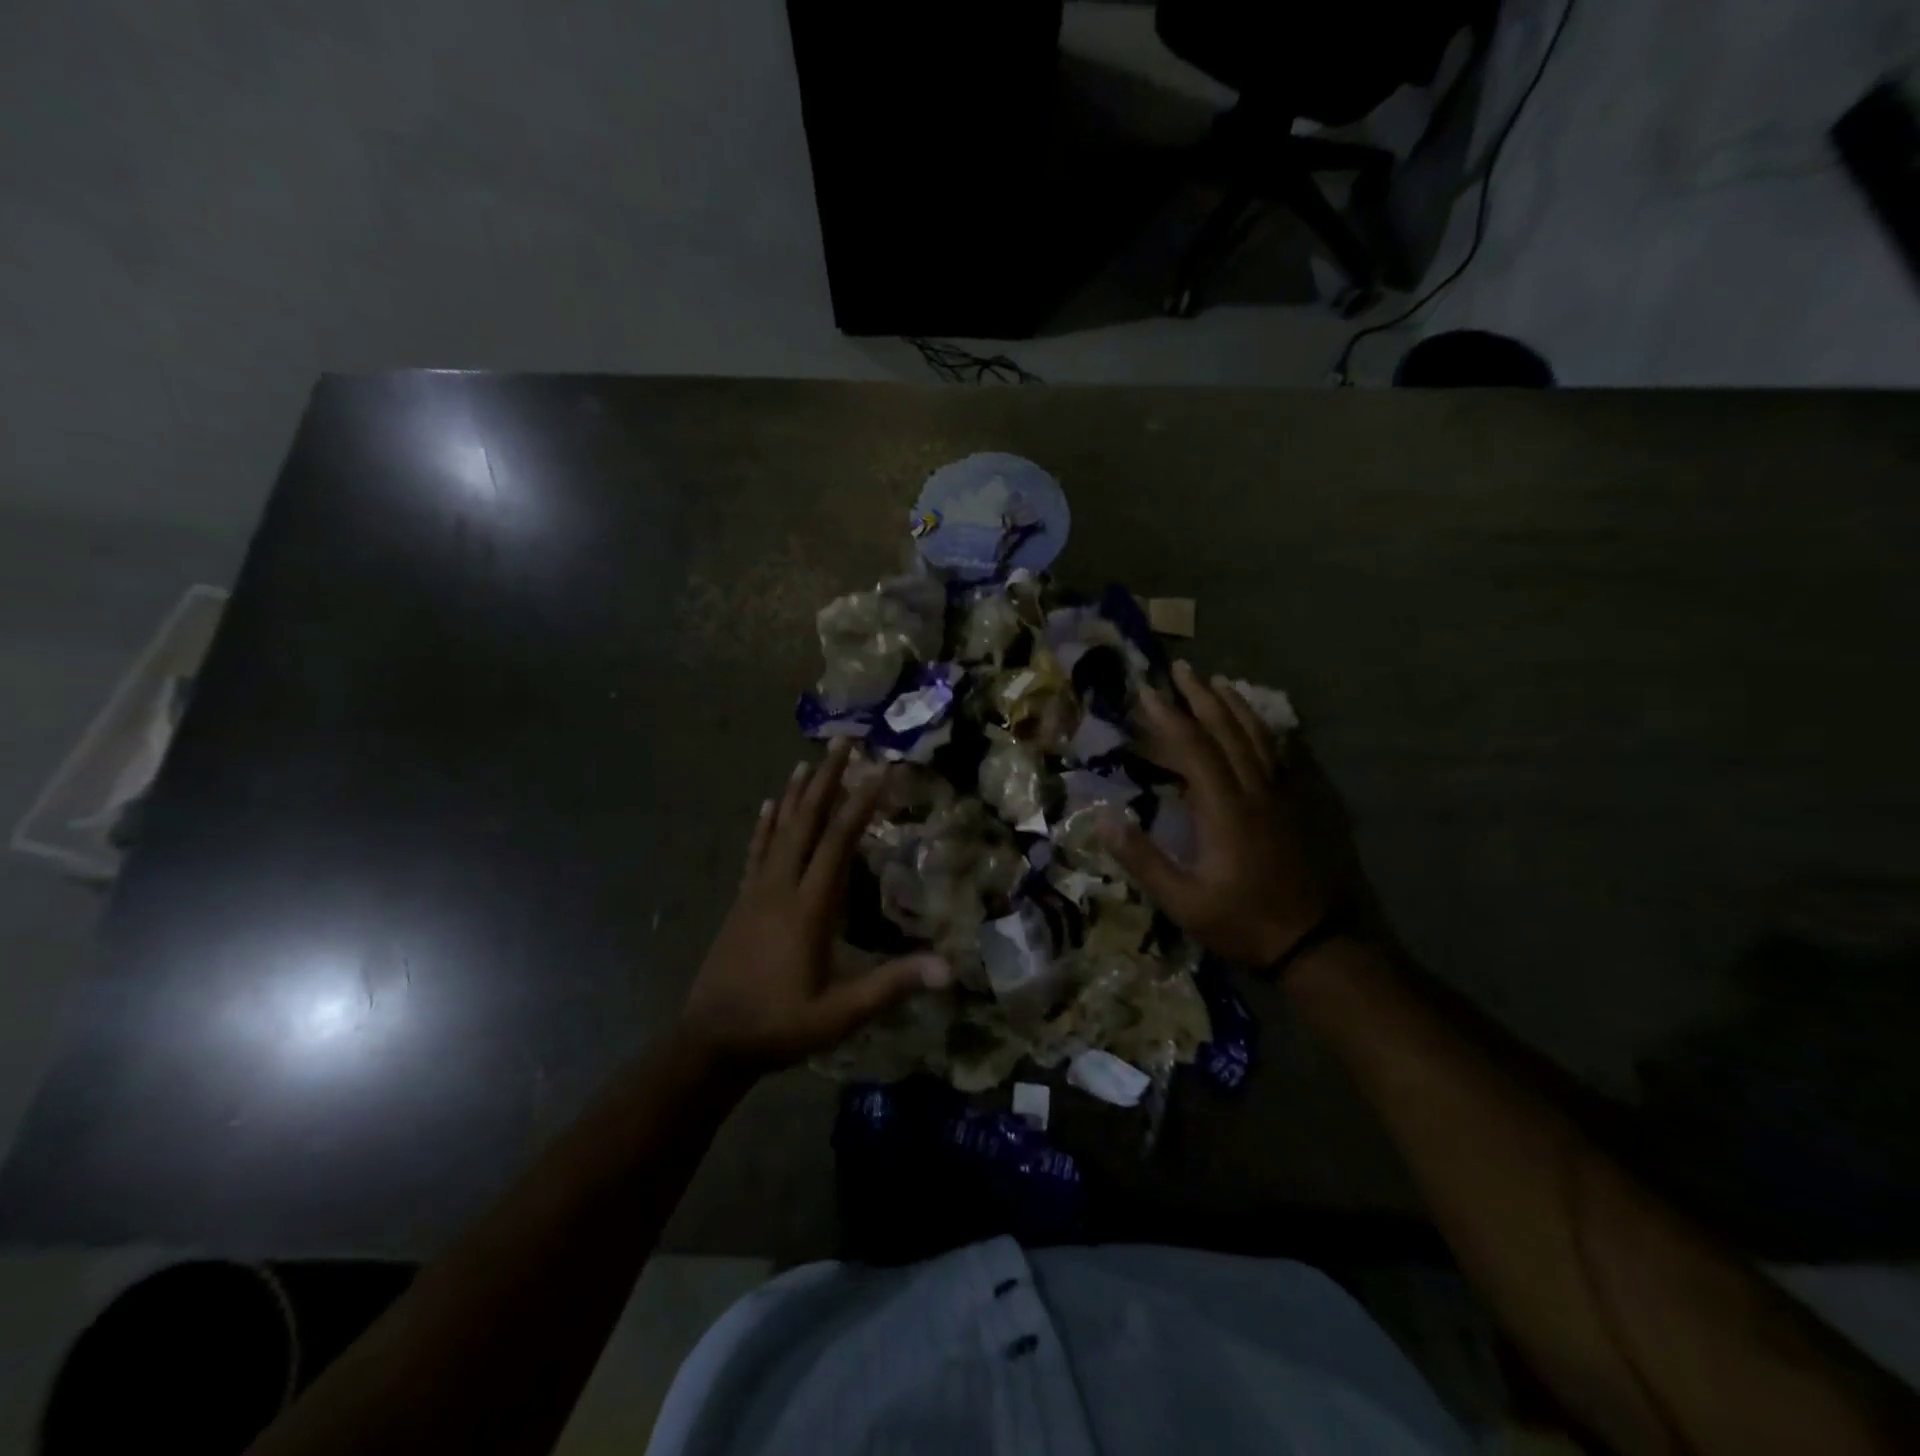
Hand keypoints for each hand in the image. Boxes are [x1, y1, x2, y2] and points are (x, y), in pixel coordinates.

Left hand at [679, 739, 950, 1074]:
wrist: (711, 1041)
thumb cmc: (780, 1025)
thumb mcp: (841, 1014)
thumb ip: (892, 986)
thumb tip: (949, 968)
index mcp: (808, 907)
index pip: (838, 842)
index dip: (860, 804)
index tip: (879, 770)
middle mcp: (781, 887)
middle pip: (805, 822)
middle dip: (825, 780)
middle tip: (841, 742)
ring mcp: (756, 891)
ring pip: (778, 830)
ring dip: (795, 794)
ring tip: (807, 761)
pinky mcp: (742, 901)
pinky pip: (755, 851)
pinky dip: (764, 825)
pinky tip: (767, 805)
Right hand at [1100, 661, 1330, 965]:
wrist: (1318, 942)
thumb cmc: (1244, 922)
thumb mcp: (1183, 901)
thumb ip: (1142, 858)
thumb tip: (1101, 818)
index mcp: (1224, 808)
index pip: (1193, 747)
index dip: (1168, 716)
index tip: (1147, 692)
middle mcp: (1256, 789)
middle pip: (1227, 730)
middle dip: (1201, 697)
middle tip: (1182, 669)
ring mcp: (1285, 794)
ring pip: (1259, 737)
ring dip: (1236, 706)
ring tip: (1219, 682)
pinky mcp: (1305, 805)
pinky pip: (1286, 756)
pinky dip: (1270, 732)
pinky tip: (1265, 725)